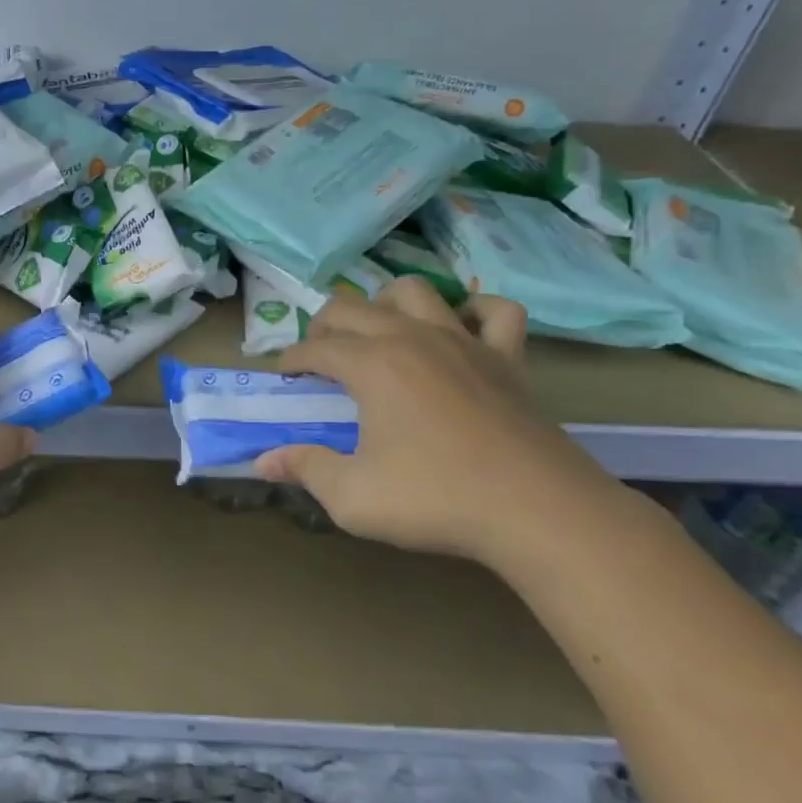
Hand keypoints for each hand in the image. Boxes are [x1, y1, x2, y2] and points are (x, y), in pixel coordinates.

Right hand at [254, 279, 627, 566]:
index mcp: (372, 365)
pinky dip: (474, 312)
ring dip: (387, 303)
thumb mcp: (353, 497)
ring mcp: (464, 342)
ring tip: (379, 332)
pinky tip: (461, 331)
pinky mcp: (508, 358)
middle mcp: (412, 338)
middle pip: (353, 308)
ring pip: (415, 291)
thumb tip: (263, 461)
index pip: (316, 347)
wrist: (538, 511)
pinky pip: (495, 313)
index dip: (292, 359)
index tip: (284, 376)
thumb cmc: (436, 500)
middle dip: (324, 325)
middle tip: (318, 356)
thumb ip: (305, 470)